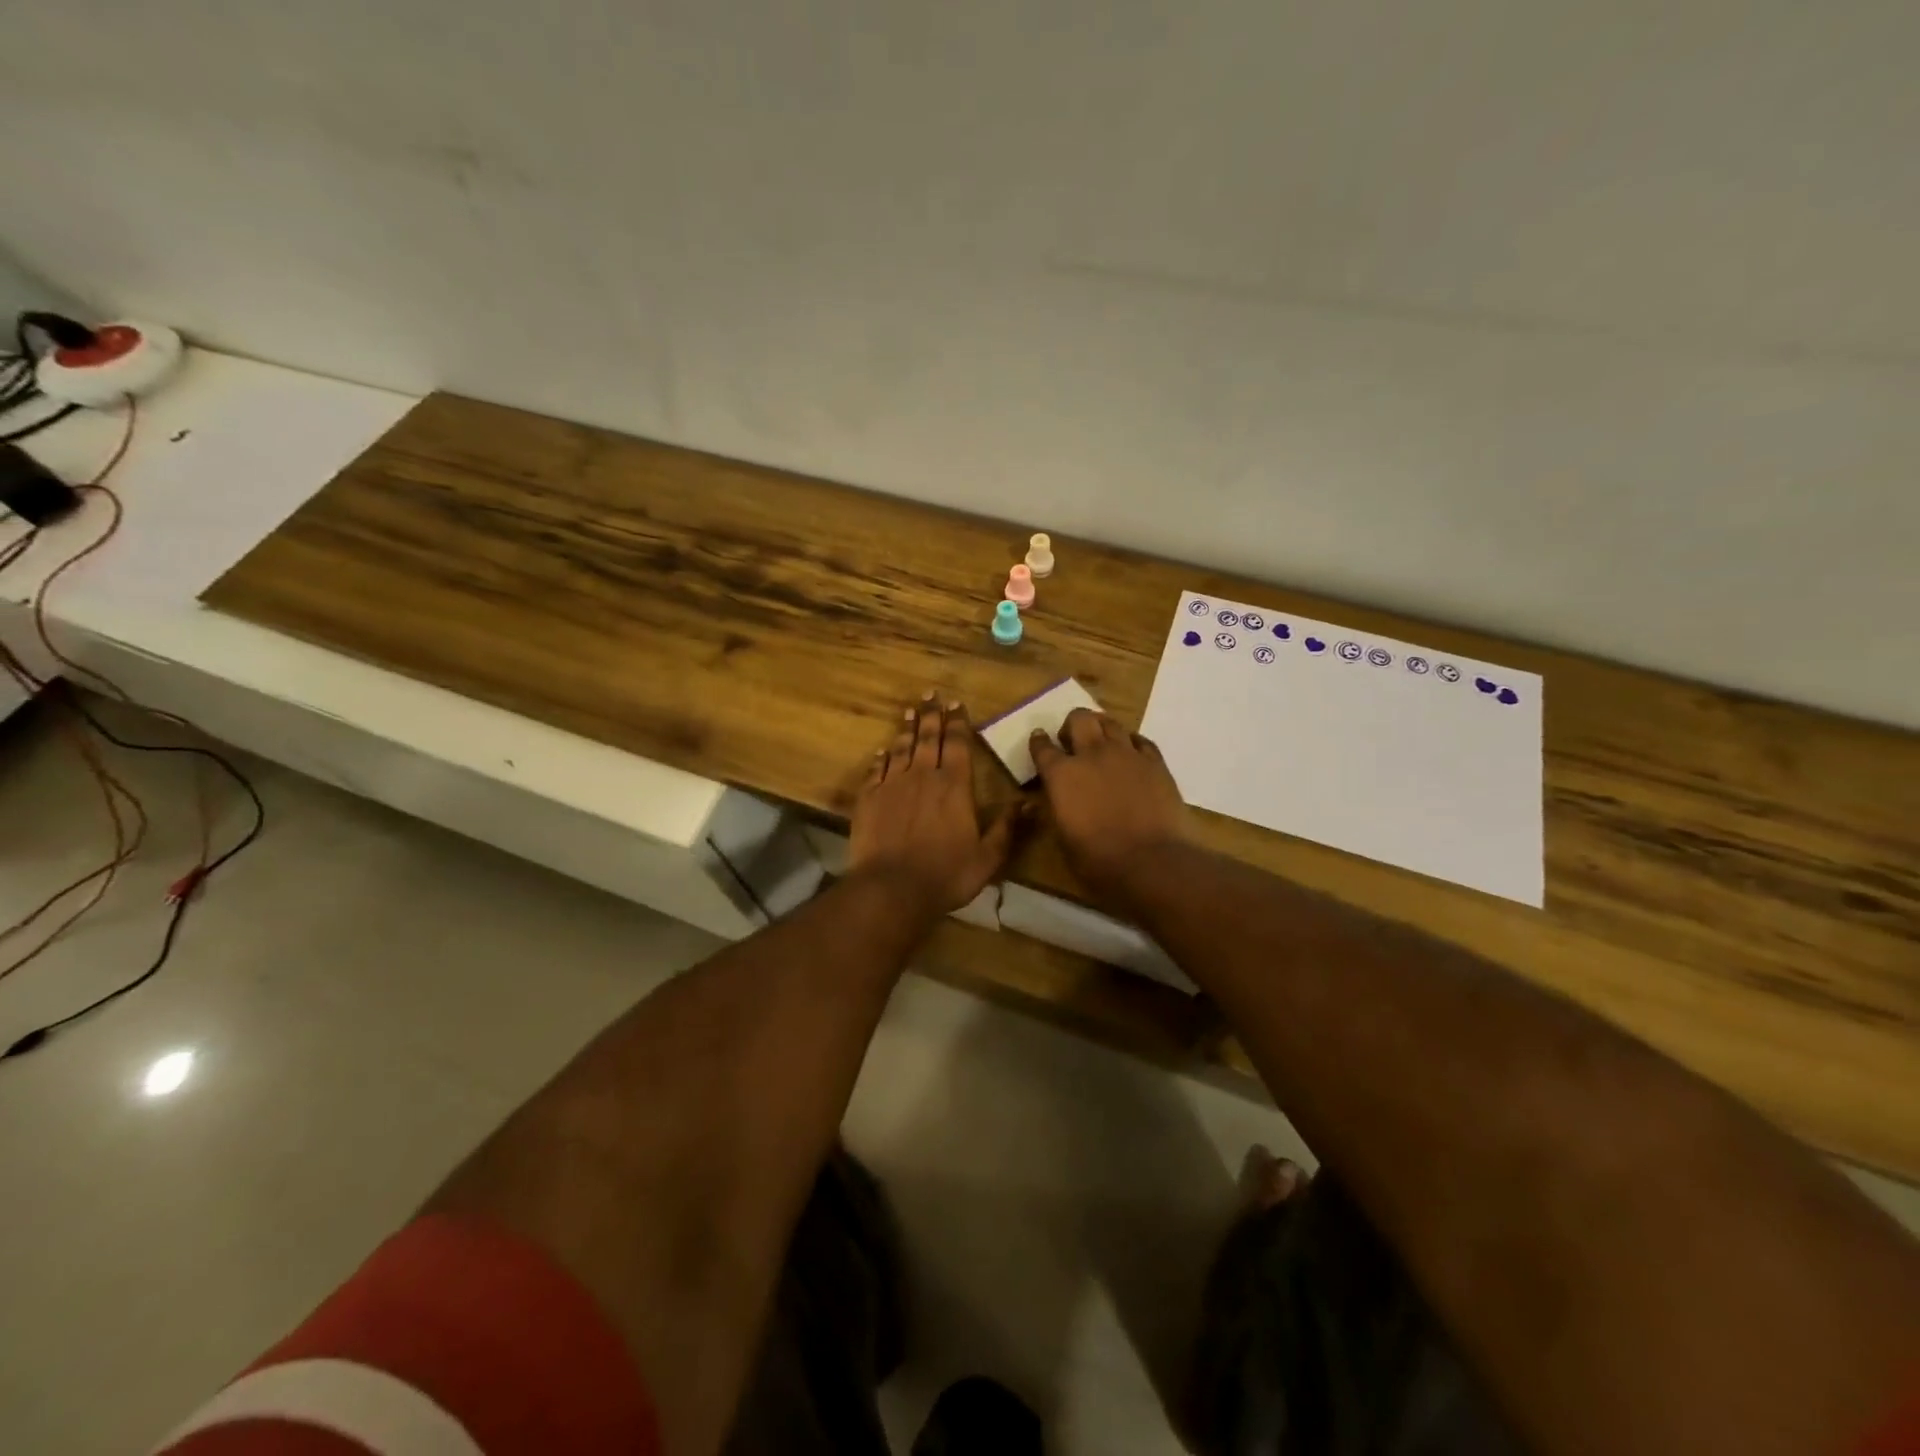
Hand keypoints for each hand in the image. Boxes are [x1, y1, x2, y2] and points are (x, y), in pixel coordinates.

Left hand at [849, 694, 1018, 917]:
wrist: (891, 887)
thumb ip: (1007, 828)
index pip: (957, 744)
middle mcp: (923, 776)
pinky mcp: (869, 798)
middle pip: (928, 738)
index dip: (957, 723)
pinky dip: (881, 758)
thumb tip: (1030, 803)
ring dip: (906, 729)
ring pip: (901, 748)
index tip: (955, 705)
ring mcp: (893, 785)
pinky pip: (877, 770)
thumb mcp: (988, 857)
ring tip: (909, 711)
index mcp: (955, 786)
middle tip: (930, 695)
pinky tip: (882, 751)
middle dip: (931, 715)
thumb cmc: (946, 874)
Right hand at [1029, 709, 1190, 903]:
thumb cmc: (1098, 860)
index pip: (1042, 747)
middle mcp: (1092, 754)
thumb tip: (1046, 799)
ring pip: (1110, 722)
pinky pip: (1141, 740)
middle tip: (1072, 741)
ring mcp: (1126, 754)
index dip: (1038, 742)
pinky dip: (1131, 743)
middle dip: (1072, 725)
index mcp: (1061, 774)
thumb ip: (1054, 810)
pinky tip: (1131, 754)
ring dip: (1101, 728)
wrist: (1152, 862)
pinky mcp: (1155, 762)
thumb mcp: (1062, 839)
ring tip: (1102, 743)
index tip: (1039, 740)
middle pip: (1079, 718)